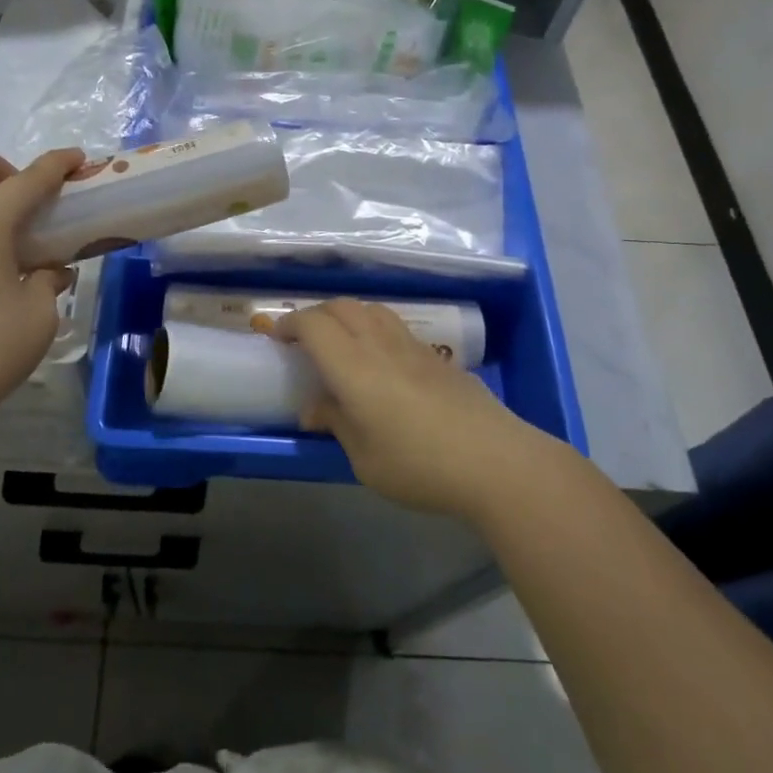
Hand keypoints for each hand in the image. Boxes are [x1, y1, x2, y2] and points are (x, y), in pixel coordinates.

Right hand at [268, 299, 562, 521]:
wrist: (496, 462)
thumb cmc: (419, 465)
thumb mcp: (364, 458)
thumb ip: (336, 424)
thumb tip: (315, 409)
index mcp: (354, 366)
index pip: (314, 324)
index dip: (290, 324)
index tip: (276, 337)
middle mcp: (381, 345)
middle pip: (342, 306)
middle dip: (315, 314)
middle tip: (303, 338)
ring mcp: (414, 347)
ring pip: (372, 310)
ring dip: (347, 315)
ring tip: (340, 341)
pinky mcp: (438, 358)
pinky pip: (396, 327)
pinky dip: (375, 329)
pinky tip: (380, 360)